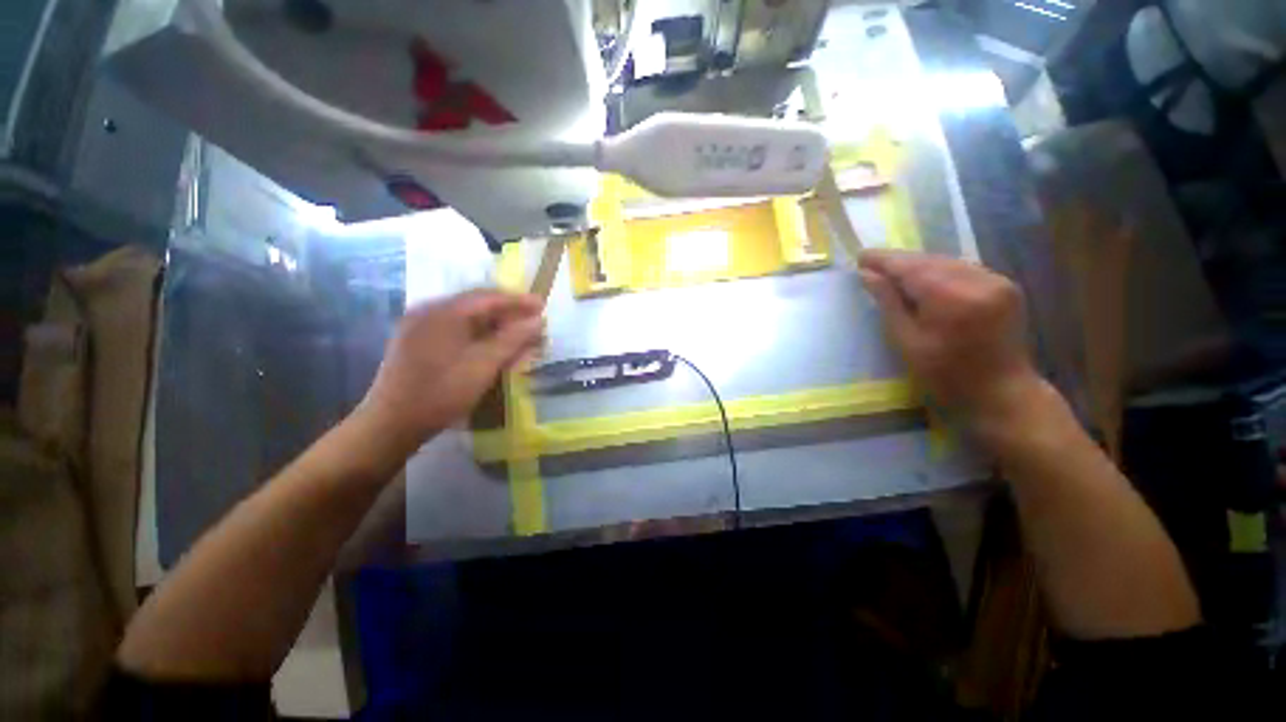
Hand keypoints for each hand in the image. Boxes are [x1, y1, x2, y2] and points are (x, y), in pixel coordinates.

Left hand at [357, 290, 543, 453]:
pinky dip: (467, 335)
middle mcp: (428, 308)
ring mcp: (415, 324)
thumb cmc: (439, 394)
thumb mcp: (481, 368)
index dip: (518, 301)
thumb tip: (537, 320)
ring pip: (459, 317)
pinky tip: (478, 351)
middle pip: (473, 304)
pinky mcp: (408, 342)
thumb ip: (511, 341)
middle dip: (503, 314)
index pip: (489, 296)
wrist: (390, 422)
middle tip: (529, 326)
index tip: (542, 308)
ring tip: (508, 341)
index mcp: (446, 309)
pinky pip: (445, 329)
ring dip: (486, 326)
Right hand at [858, 250, 1043, 435]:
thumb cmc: (953, 383)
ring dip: (931, 270)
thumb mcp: (912, 349)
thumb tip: (868, 275)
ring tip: (913, 282)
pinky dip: (955, 277)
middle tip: (883, 272)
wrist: (1005, 399)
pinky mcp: (1008, 286)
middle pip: (930, 260)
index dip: (882, 260)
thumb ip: (890, 306)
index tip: (861, 259)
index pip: (906, 264)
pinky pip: (971, 272)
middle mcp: (972, 277)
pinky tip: (946, 291)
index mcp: (946, 294)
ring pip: (951, 263)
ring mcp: (994, 279)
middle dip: (906, 265)